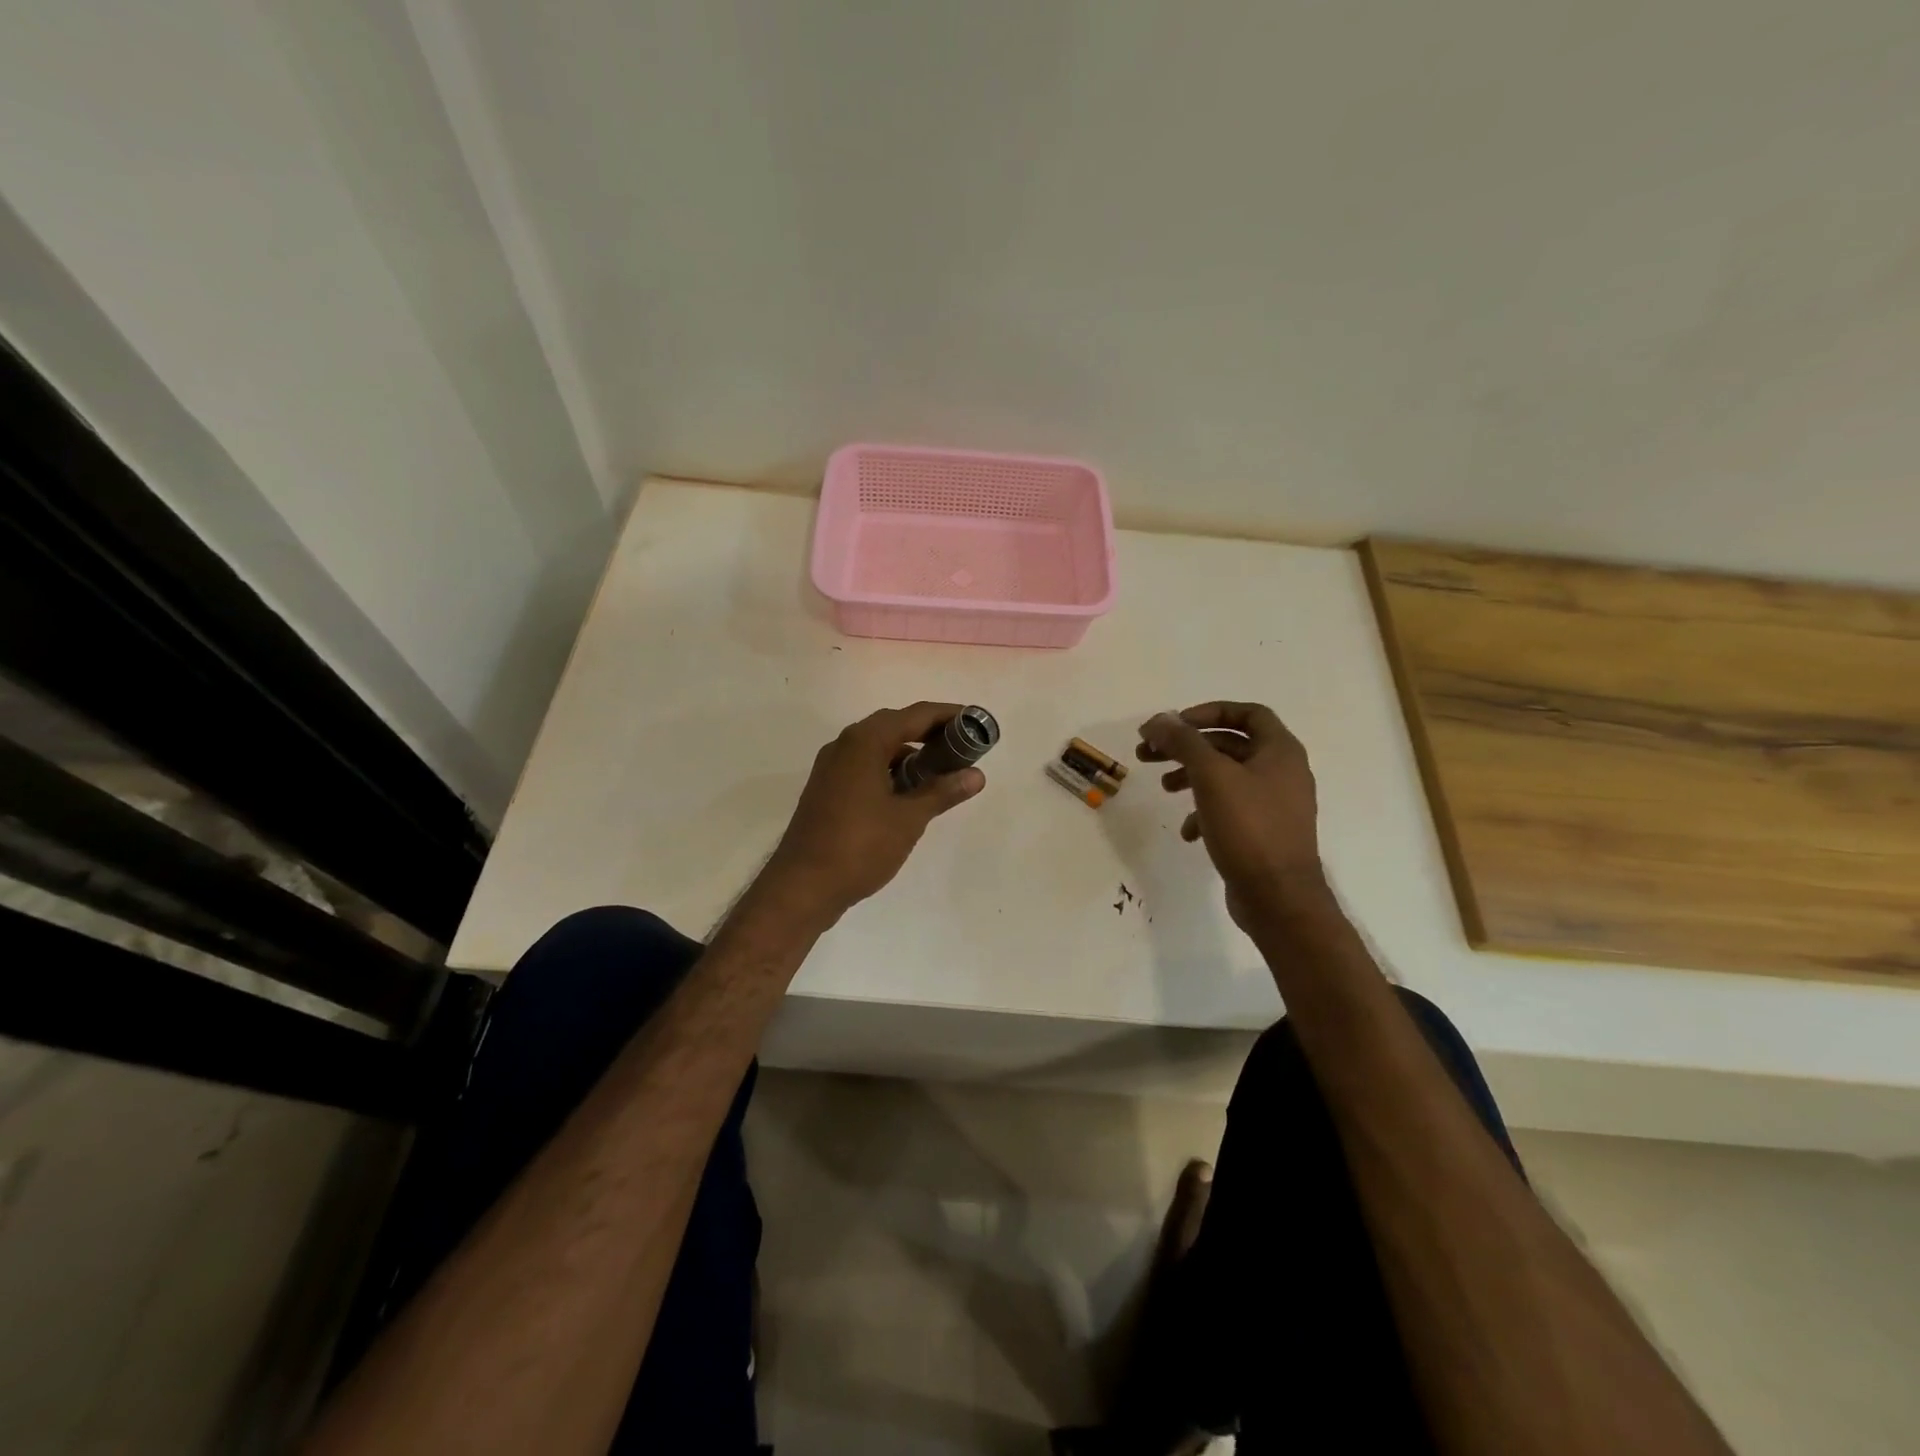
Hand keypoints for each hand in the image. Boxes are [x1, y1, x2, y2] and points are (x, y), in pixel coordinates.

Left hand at [759, 702, 985, 923]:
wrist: (803, 886)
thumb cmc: (860, 847)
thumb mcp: (909, 819)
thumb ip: (942, 791)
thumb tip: (976, 775)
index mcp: (865, 742)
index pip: (916, 715)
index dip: (949, 715)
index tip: (977, 722)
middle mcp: (845, 745)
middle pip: (895, 725)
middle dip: (930, 732)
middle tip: (964, 747)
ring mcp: (832, 767)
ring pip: (878, 747)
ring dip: (910, 752)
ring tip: (942, 771)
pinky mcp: (827, 788)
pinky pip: (865, 765)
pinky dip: (890, 769)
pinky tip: (909, 791)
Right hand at [1138, 701, 1330, 930]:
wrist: (1279, 898)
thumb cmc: (1249, 828)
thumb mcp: (1211, 776)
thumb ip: (1184, 742)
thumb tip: (1158, 719)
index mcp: (1280, 751)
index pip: (1247, 713)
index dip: (1208, 712)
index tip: (1174, 725)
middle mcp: (1282, 772)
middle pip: (1229, 745)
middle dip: (1187, 746)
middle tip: (1148, 753)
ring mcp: (1275, 805)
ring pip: (1226, 777)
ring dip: (1191, 777)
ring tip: (1163, 788)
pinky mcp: (1264, 833)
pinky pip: (1230, 810)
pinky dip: (1205, 812)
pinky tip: (1188, 831)